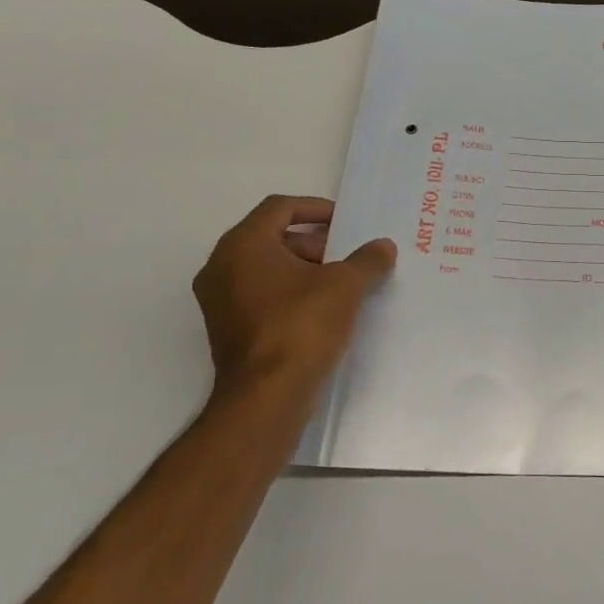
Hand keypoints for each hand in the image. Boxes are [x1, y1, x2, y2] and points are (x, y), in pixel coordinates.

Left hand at [193, 195, 394, 404]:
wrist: (268, 395)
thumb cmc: (302, 325)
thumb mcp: (346, 285)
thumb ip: (367, 260)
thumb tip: (383, 246)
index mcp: (242, 245)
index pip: (279, 208)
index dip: (317, 209)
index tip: (346, 223)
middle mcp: (221, 267)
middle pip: (273, 238)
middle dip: (315, 244)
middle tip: (349, 259)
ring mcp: (219, 301)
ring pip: (267, 269)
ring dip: (306, 270)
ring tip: (343, 287)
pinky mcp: (228, 329)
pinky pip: (262, 296)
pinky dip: (291, 294)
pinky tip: (324, 311)